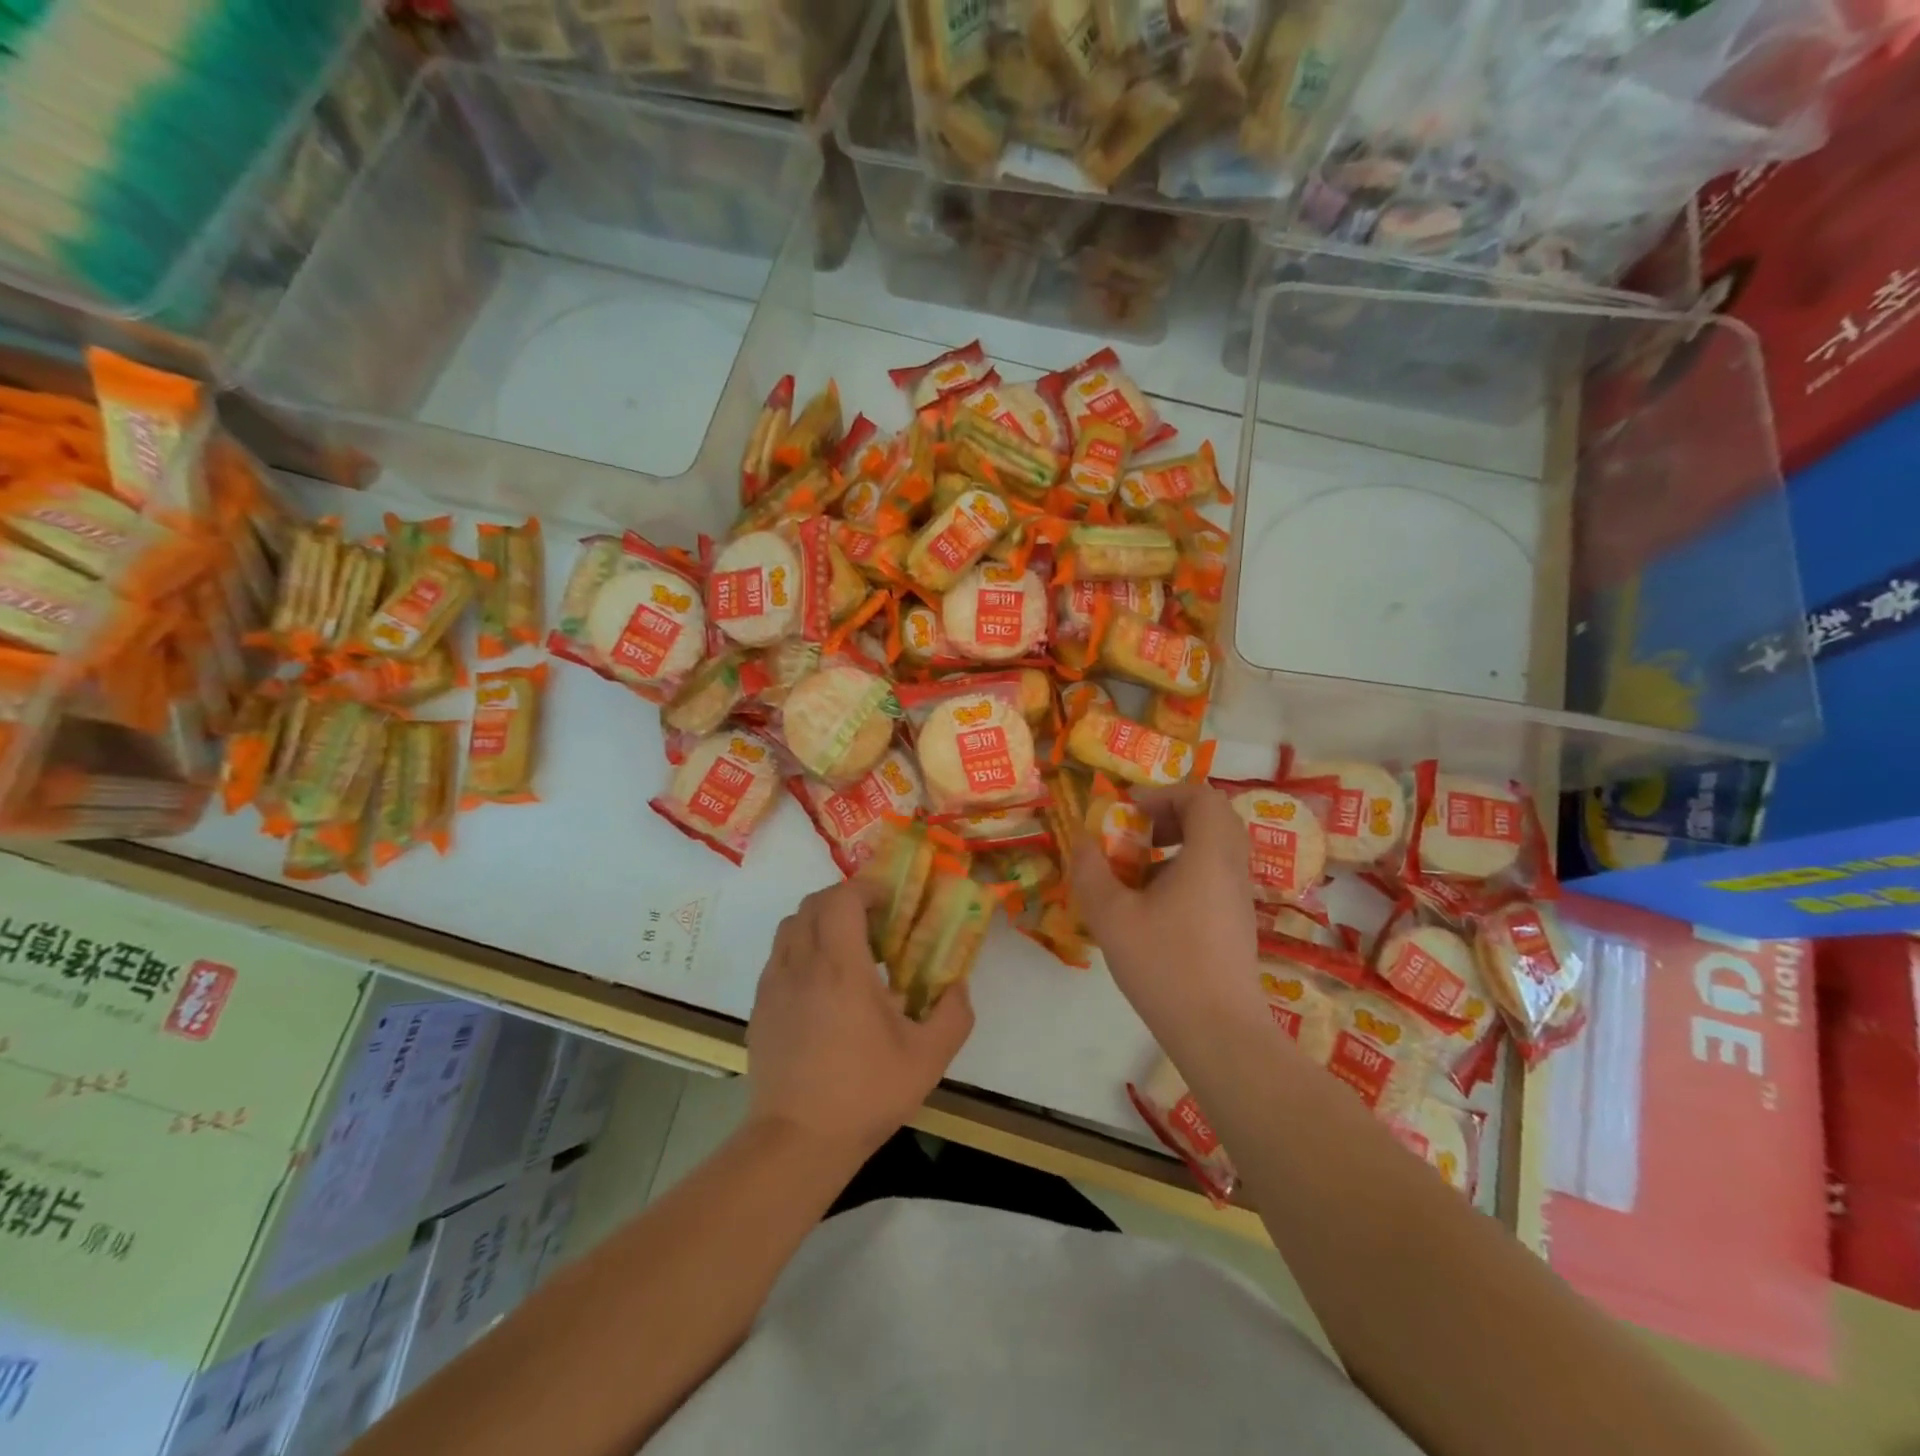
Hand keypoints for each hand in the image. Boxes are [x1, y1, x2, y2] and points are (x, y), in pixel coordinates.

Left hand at [746, 880, 973, 1160]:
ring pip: (790, 926)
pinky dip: (802, 950)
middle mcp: (801, 964)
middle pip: (813, 903)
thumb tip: (959, 986)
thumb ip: (954, 1014)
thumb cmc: (865, 1093)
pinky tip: (822, 986)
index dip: (866, 888)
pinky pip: (778, 957)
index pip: (841, 898)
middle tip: (874, 922)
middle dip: (844, 900)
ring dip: (820, 922)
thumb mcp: (928, 1058)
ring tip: (848, 951)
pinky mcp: (760, 1007)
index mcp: (840, 967)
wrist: (797, 1142)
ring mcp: (774, 985)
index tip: (890, 901)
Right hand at [1071, 781, 1260, 1016]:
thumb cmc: (1165, 966)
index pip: (1202, 797)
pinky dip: (1188, 872)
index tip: (1130, 811)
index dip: (1164, 794)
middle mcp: (1232, 870)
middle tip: (1138, 832)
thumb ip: (1091, 872)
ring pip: (1217, 849)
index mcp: (1209, 856)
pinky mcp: (1237, 924)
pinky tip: (1155, 906)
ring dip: (1179, 844)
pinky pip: (1216, 876)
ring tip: (1140, 869)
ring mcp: (1240, 899)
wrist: (1219, 1032)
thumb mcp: (1112, 916)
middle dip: (1173, 815)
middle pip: (1214, 818)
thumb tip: (1080, 841)